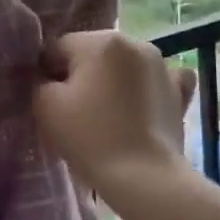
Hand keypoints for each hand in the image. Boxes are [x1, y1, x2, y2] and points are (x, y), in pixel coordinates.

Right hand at [34, 31, 194, 196]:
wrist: (144, 177)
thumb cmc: (89, 136)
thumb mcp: (45, 104)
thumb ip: (40, 80)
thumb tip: (49, 77)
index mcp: (99, 42)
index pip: (58, 48)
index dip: (47, 74)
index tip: (49, 102)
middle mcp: (134, 42)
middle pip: (91, 54)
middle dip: (81, 75)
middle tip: (75, 111)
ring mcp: (162, 66)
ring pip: (121, 65)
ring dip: (111, 80)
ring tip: (106, 115)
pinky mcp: (179, 91)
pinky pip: (156, 79)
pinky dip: (145, 87)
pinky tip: (140, 104)